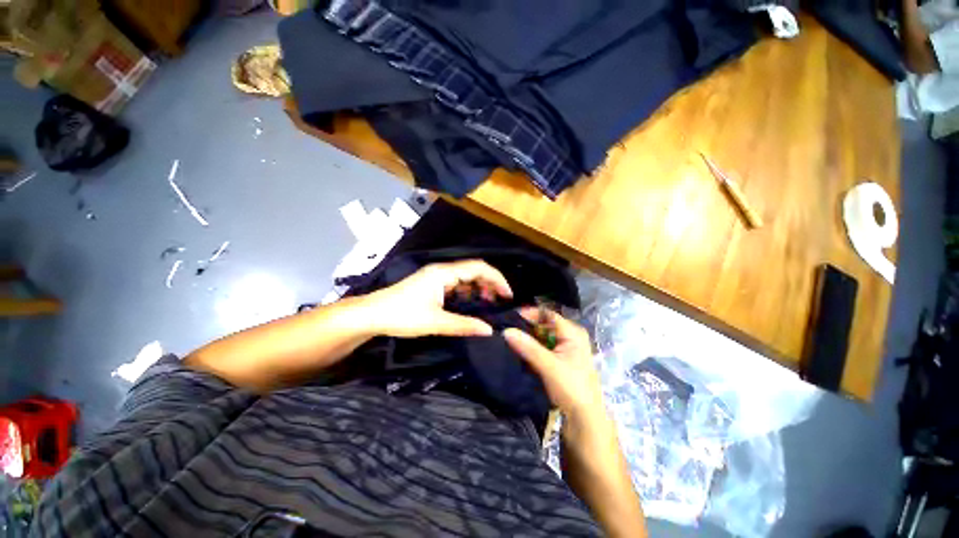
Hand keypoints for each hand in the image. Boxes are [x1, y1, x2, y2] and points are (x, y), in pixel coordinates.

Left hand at [364, 260, 512, 338]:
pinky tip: (469, 304)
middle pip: (473, 270)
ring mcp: (435, 277)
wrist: (371, 315)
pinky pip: (455, 284)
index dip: (496, 278)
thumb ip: (464, 325)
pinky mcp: (431, 285)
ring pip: (465, 277)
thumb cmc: (402, 316)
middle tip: (499, 301)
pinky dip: (466, 292)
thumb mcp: (435, 322)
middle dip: (489, 283)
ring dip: (478, 288)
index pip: (478, 268)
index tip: (507, 294)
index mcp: (444, 273)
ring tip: (486, 303)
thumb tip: (489, 330)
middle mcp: (441, 271)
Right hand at [503, 309, 606, 424]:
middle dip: (526, 326)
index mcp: (573, 332)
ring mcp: (566, 347)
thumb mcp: (549, 366)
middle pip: (544, 324)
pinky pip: (543, 346)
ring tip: (509, 338)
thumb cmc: (571, 388)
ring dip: (528, 337)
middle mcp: (570, 335)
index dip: (529, 313)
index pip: (547, 314)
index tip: (510, 318)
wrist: (584, 417)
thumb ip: (528, 347)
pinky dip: (532, 347)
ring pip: (542, 335)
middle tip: (507, 328)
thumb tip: (506, 331)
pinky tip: (519, 349)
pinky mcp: (560, 358)